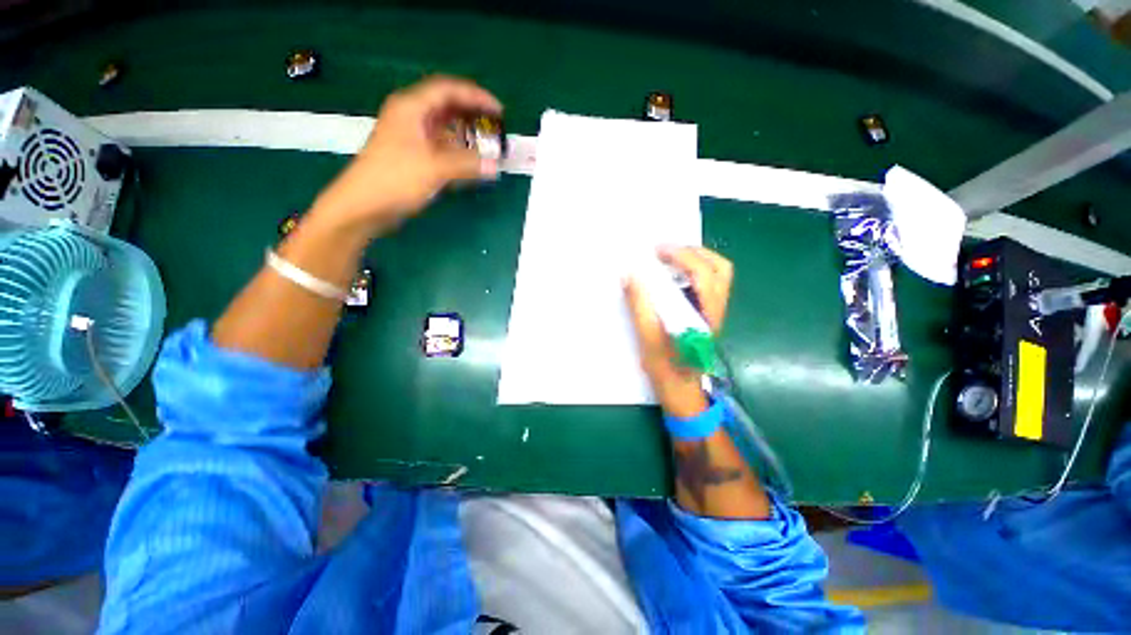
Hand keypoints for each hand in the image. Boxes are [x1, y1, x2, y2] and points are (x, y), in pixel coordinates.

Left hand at [312, 75, 501, 232]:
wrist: (364, 205)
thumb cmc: (396, 179)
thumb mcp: (435, 168)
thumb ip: (468, 164)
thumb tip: (495, 165)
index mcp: (412, 107)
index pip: (448, 90)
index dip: (476, 96)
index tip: (499, 110)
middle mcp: (411, 116)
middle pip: (446, 105)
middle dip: (472, 113)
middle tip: (495, 126)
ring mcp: (410, 136)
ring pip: (444, 126)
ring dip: (466, 133)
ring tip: (486, 143)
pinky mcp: (412, 155)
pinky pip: (440, 145)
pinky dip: (457, 150)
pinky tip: (470, 161)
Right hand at [624, 246, 732, 417]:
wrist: (681, 390)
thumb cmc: (665, 368)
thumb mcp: (648, 338)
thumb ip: (640, 305)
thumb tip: (630, 274)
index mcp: (705, 315)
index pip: (703, 274)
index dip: (681, 257)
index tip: (656, 251)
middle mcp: (716, 309)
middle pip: (719, 268)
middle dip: (693, 252)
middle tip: (665, 251)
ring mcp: (715, 311)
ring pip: (717, 274)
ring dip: (695, 259)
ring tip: (669, 258)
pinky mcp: (708, 314)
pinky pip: (708, 283)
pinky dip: (693, 271)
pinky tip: (673, 276)